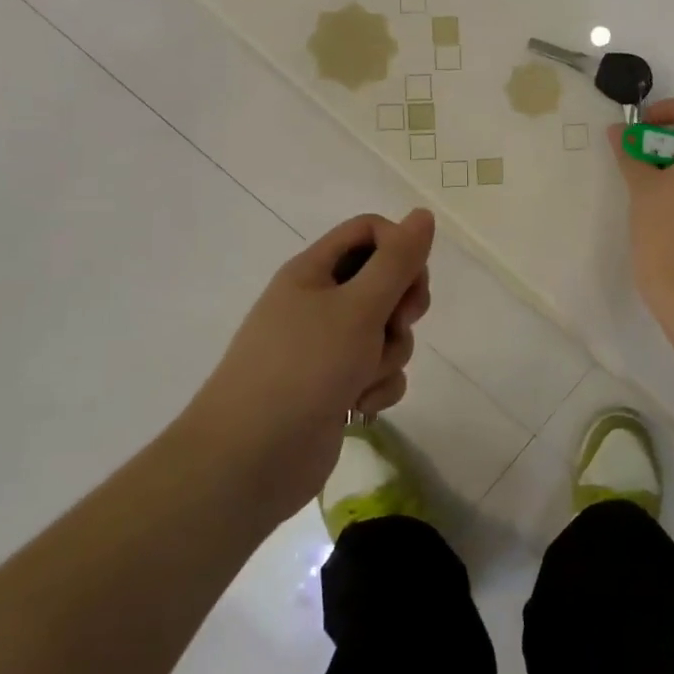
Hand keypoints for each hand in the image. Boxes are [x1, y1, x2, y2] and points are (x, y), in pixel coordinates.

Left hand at [186, 209, 434, 526]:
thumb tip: (423, 214)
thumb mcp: (358, 307)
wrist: (249, 460)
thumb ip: (397, 261)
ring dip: (388, 355)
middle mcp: (319, 303)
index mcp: (314, 271)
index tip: (410, 281)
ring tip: (362, 379)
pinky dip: (377, 387)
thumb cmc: (303, 369)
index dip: (399, 249)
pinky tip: (358, 408)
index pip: (370, 232)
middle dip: (401, 307)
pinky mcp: (336, 386)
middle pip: (385, 282)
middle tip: (396, 325)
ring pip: (386, 331)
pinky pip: (378, 371)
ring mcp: (326, 347)